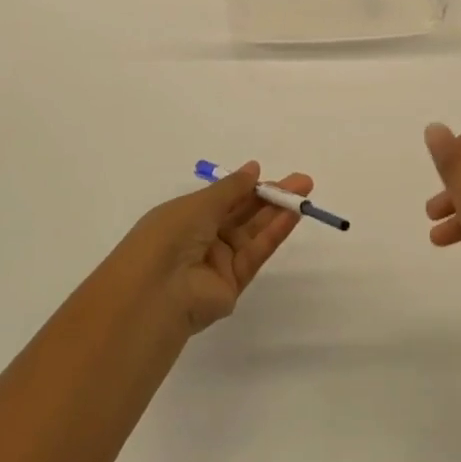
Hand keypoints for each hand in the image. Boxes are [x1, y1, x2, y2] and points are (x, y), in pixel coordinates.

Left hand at [123, 164, 311, 333]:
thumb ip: (231, 188)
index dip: (245, 186)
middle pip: (242, 214)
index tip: (267, 174)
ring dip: (278, 212)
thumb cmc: (169, 236)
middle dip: (270, 197)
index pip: (222, 199)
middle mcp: (202, 239)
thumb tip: (254, 168)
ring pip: (253, 233)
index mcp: (185, 218)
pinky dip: (274, 233)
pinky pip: (256, 253)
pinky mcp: (233, 284)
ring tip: (304, 194)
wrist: (156, 293)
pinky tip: (292, 215)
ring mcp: (218, 263)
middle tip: (301, 183)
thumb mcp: (198, 204)